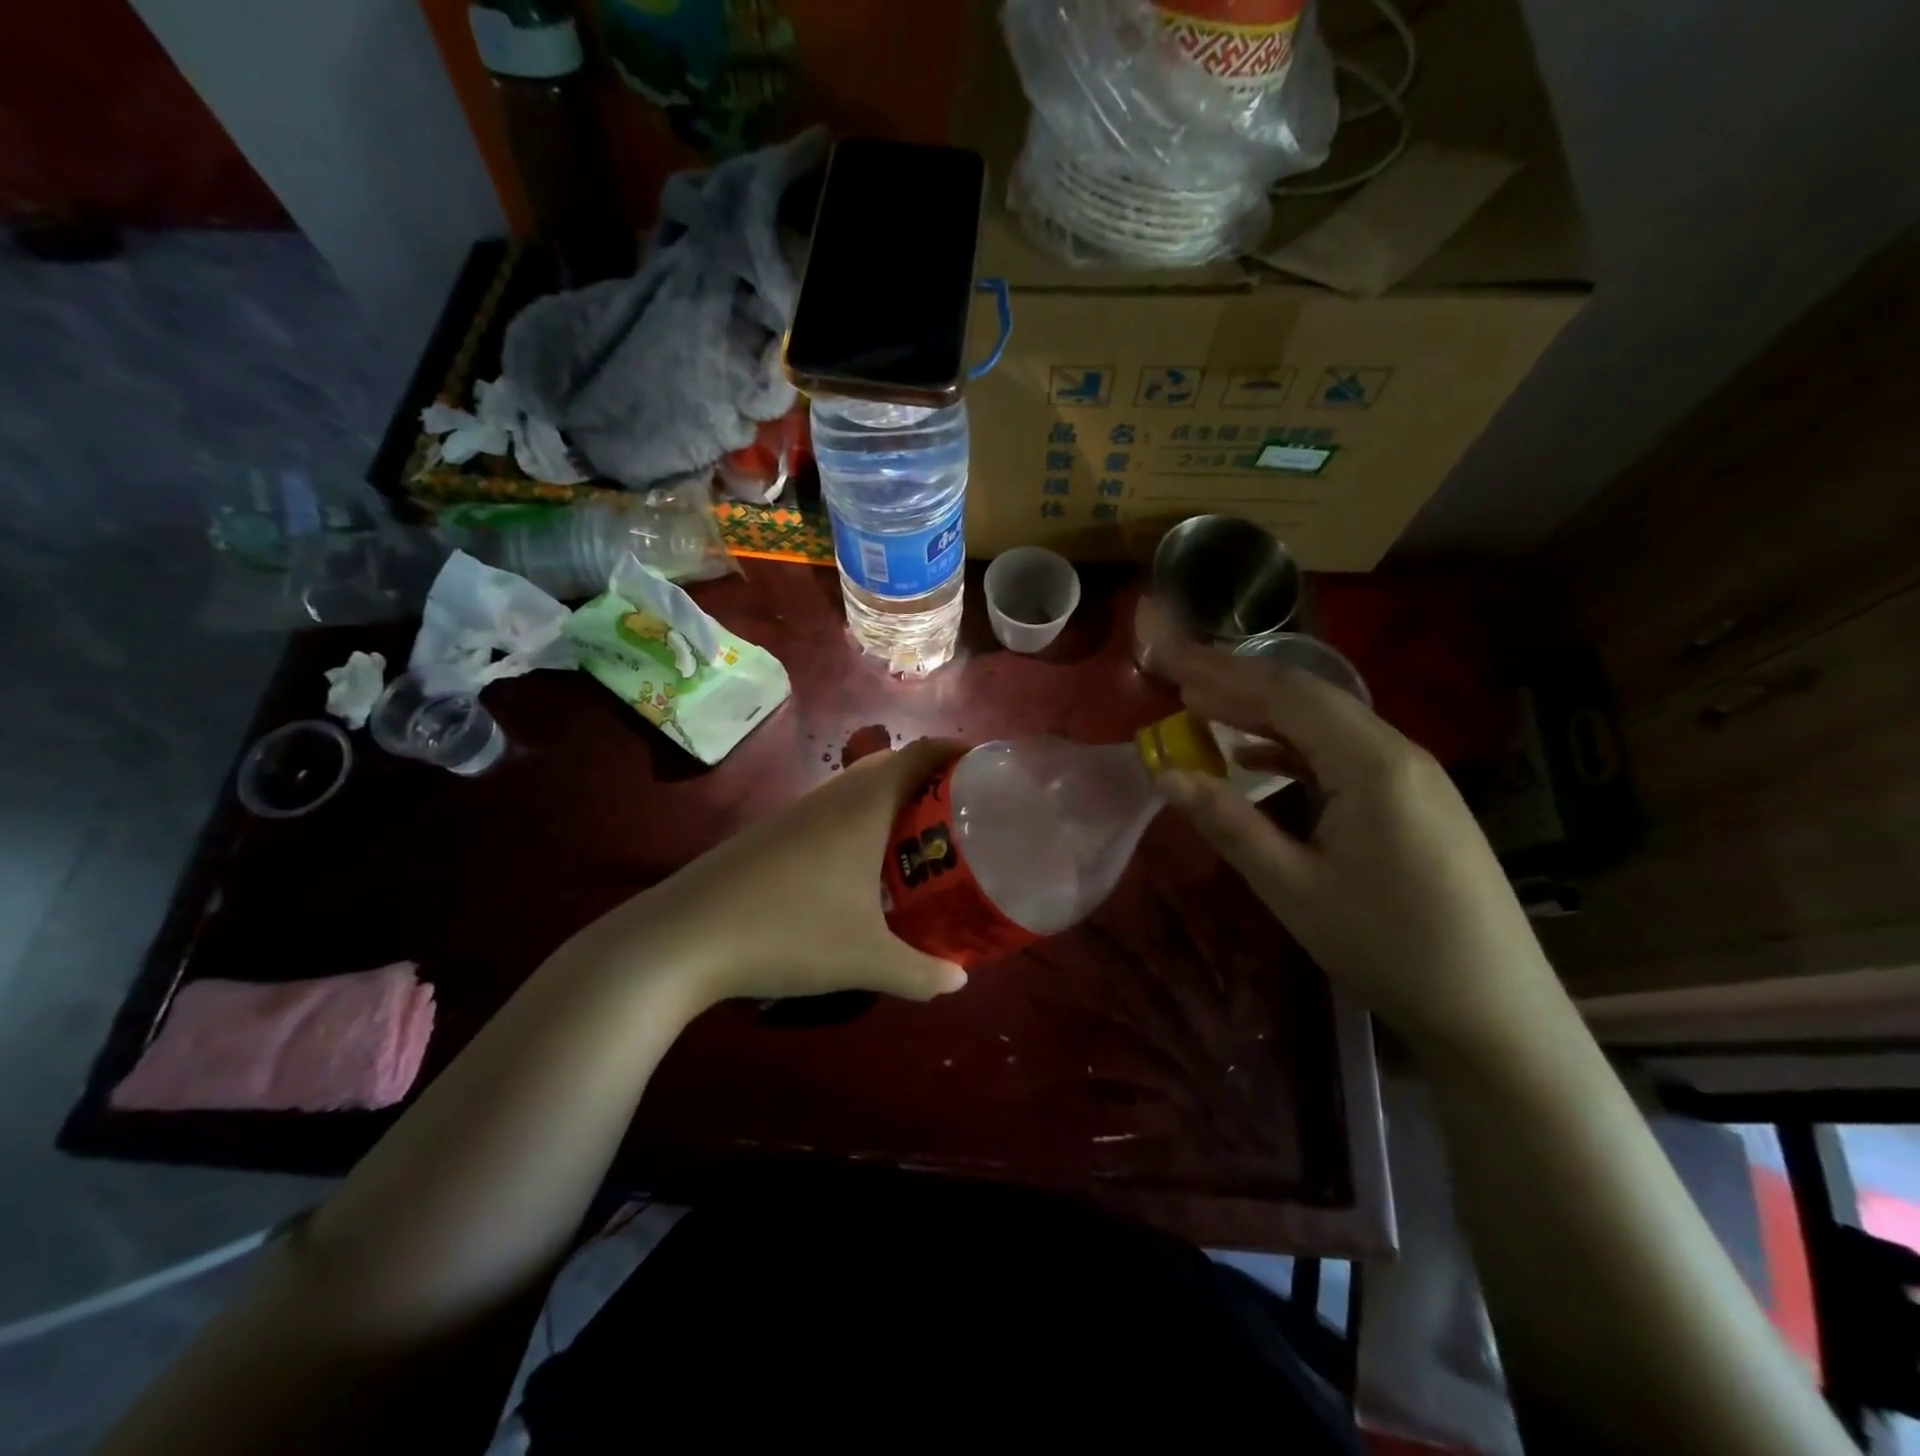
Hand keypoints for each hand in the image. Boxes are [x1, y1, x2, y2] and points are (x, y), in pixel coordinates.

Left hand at [634, 739, 969, 1008]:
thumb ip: (921, 972)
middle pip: (892, 764)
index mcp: (864, 803)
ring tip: (920, 842)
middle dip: (931, 781)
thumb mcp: (865, 959)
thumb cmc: (787, 932)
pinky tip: (860, 871)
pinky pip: (831, 812)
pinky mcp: (771, 835)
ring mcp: (795, 813)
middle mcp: (832, 795)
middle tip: (963, 815)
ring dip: (892, 803)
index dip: (959, 751)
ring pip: (857, 789)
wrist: (681, 938)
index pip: (922, 752)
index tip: (989, 771)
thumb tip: (959, 981)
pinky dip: (860, 824)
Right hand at [1157, 646, 1560, 1061]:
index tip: (1168, 658)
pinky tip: (1260, 757)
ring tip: (1204, 707)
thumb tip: (1164, 773)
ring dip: (1263, 712)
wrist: (1495, 1012)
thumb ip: (1228, 821)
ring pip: (1327, 723)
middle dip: (1237, 681)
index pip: (1284, 693)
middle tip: (1175, 671)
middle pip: (1307, 698)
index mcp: (1371, 763)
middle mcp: (1398, 752)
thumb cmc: (1387, 948)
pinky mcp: (1416, 801)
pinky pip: (1345, 753)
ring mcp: (1414, 775)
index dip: (1220, 670)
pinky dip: (1294, 746)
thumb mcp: (1292, 887)